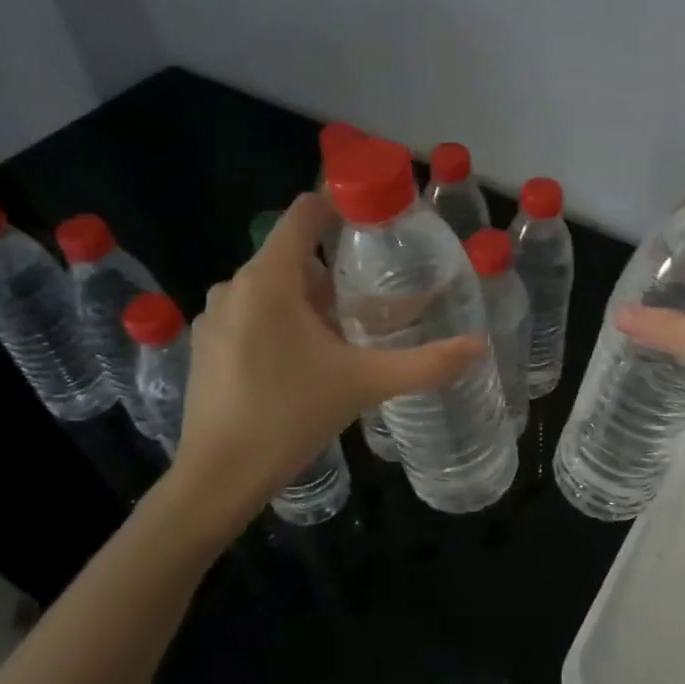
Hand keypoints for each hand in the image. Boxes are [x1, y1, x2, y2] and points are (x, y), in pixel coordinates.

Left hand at [167, 193, 481, 504]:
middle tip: (374, 301)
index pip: (303, 214)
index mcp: (269, 280)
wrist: (218, 477)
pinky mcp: (205, 345)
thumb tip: (478, 346)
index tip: (376, 221)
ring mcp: (214, 317)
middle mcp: (235, 286)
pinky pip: (251, 314)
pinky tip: (304, 364)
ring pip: (273, 289)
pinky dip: (281, 323)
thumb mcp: (366, 384)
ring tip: (345, 336)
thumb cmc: (290, 416)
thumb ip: (425, 363)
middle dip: (335, 272)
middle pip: (294, 256)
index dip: (340, 206)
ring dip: (309, 302)